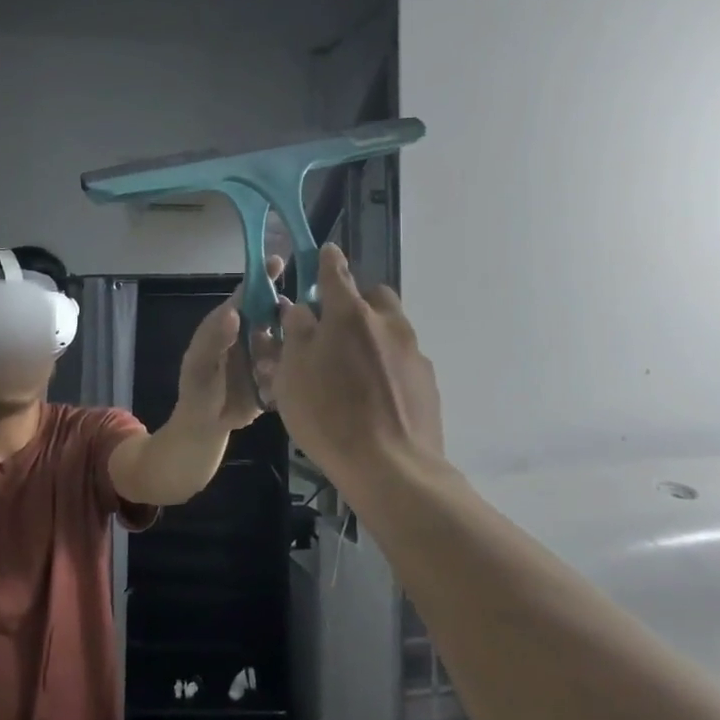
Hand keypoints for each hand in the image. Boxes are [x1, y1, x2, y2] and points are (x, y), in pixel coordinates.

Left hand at [175, 254, 285, 431]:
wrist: (207, 427)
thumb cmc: (198, 391)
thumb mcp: (200, 367)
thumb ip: (214, 340)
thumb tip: (234, 311)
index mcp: (229, 324)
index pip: (248, 294)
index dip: (263, 277)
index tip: (279, 260)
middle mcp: (251, 333)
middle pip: (275, 313)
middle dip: (285, 315)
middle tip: (289, 325)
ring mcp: (267, 354)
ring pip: (288, 339)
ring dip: (284, 350)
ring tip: (264, 370)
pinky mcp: (278, 375)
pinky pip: (292, 367)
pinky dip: (287, 374)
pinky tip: (270, 389)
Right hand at [271, 244, 443, 483]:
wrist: (392, 466)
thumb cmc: (329, 416)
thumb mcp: (292, 375)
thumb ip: (296, 334)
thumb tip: (301, 310)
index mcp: (349, 315)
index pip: (336, 272)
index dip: (327, 261)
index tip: (325, 252)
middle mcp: (387, 323)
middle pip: (374, 296)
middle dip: (356, 301)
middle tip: (335, 328)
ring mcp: (413, 351)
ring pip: (391, 328)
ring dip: (373, 335)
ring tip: (353, 370)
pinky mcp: (427, 380)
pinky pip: (403, 359)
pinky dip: (387, 365)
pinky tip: (375, 396)